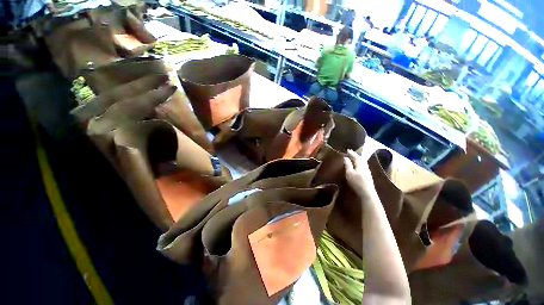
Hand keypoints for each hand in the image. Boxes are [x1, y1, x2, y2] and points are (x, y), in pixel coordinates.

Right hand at [344, 149, 375, 197]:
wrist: (367, 193)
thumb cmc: (357, 182)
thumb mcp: (349, 173)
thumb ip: (348, 165)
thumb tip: (345, 157)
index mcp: (360, 164)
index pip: (356, 157)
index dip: (351, 153)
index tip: (347, 150)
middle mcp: (365, 166)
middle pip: (361, 159)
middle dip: (355, 155)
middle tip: (350, 153)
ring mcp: (367, 171)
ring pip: (363, 162)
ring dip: (358, 159)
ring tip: (354, 158)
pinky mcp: (368, 175)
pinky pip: (363, 165)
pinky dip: (360, 163)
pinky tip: (358, 165)